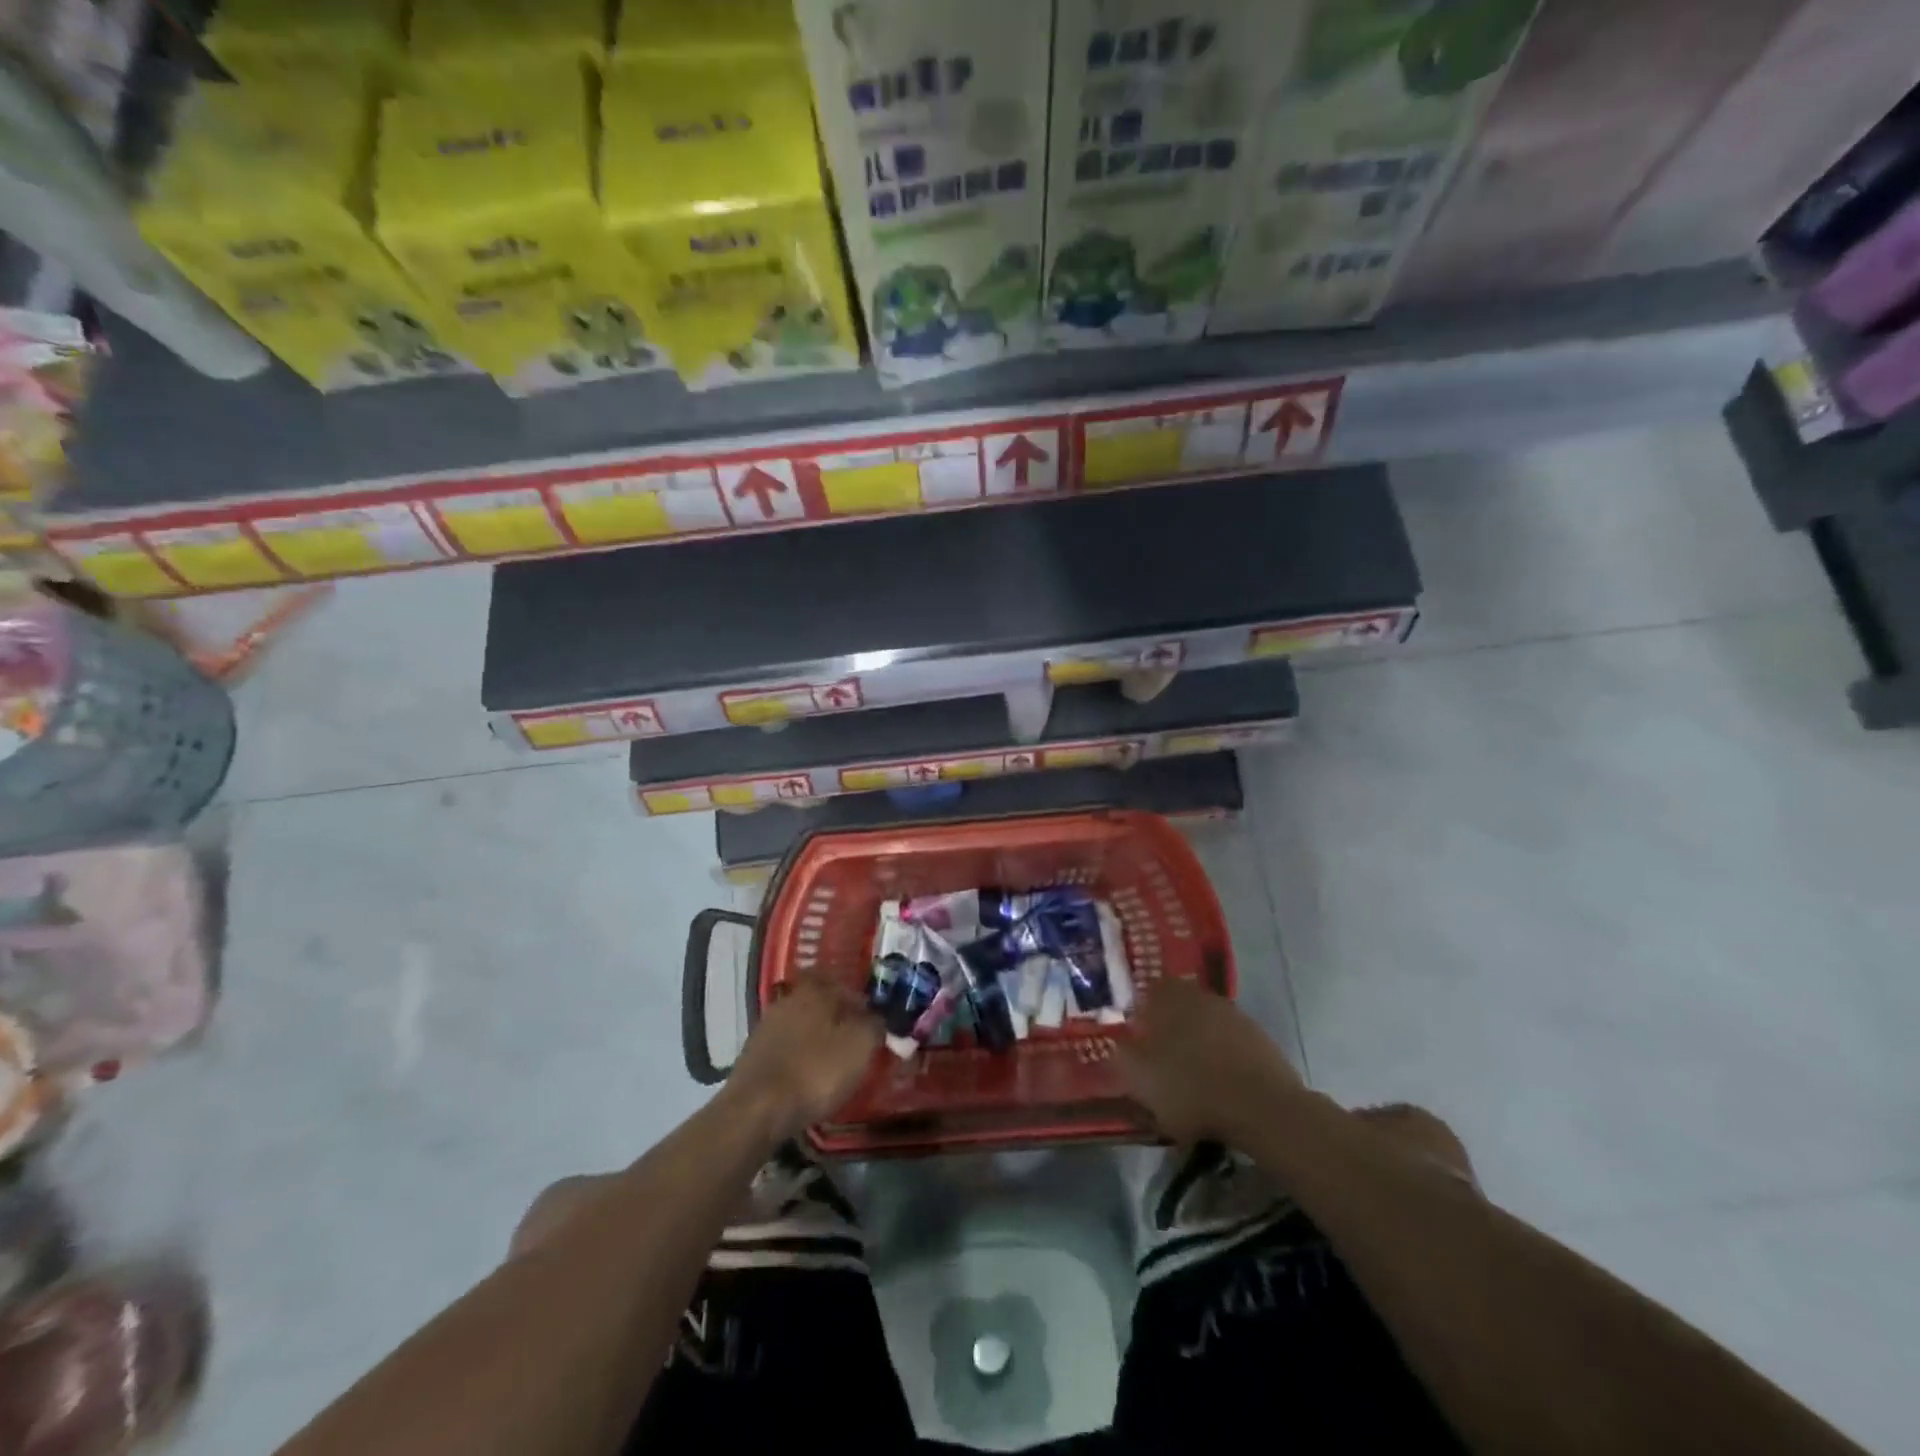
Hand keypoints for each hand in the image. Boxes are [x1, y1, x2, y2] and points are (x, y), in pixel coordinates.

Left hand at [725, 976, 880, 1142]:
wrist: (757, 1110)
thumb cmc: (816, 1071)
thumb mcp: (860, 1046)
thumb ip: (876, 1025)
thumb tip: (880, 1017)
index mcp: (815, 988)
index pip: (842, 980)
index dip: (859, 997)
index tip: (872, 1017)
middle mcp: (788, 999)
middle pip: (820, 1002)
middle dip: (838, 1018)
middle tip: (855, 1040)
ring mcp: (767, 1026)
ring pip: (802, 1025)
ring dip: (817, 1039)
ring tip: (834, 1062)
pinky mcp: (753, 1054)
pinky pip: (786, 1048)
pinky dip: (799, 1057)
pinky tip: (808, 1077)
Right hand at [1117, 979, 1305, 1144]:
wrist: (1263, 1109)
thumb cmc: (1190, 1087)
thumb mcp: (1140, 1079)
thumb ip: (1121, 1057)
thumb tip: (1117, 1045)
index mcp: (1169, 996)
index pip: (1148, 992)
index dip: (1139, 1014)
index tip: (1134, 1039)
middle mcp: (1202, 997)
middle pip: (1178, 1007)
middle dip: (1168, 1029)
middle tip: (1158, 1060)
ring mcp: (1236, 1017)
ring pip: (1205, 1026)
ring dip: (1196, 1046)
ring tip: (1189, 1078)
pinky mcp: (1261, 1041)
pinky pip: (1230, 1046)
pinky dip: (1222, 1061)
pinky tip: (1218, 1087)